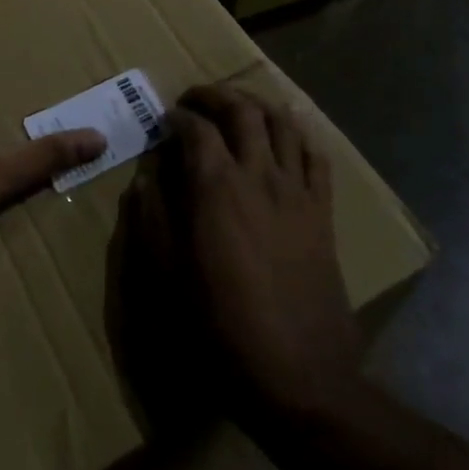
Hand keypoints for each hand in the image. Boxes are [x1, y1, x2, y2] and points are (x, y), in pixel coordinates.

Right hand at [169, 84, 362, 421]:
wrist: (299, 375)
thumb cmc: (222, 327)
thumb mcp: (168, 277)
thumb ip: (153, 220)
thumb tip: (145, 180)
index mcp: (216, 188)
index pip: (196, 129)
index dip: (177, 116)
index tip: (165, 118)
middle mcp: (259, 175)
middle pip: (242, 111)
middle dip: (216, 94)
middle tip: (196, 98)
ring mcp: (296, 191)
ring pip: (283, 123)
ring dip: (257, 104)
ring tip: (239, 105)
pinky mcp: (323, 211)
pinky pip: (316, 156)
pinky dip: (299, 134)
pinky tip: (288, 133)